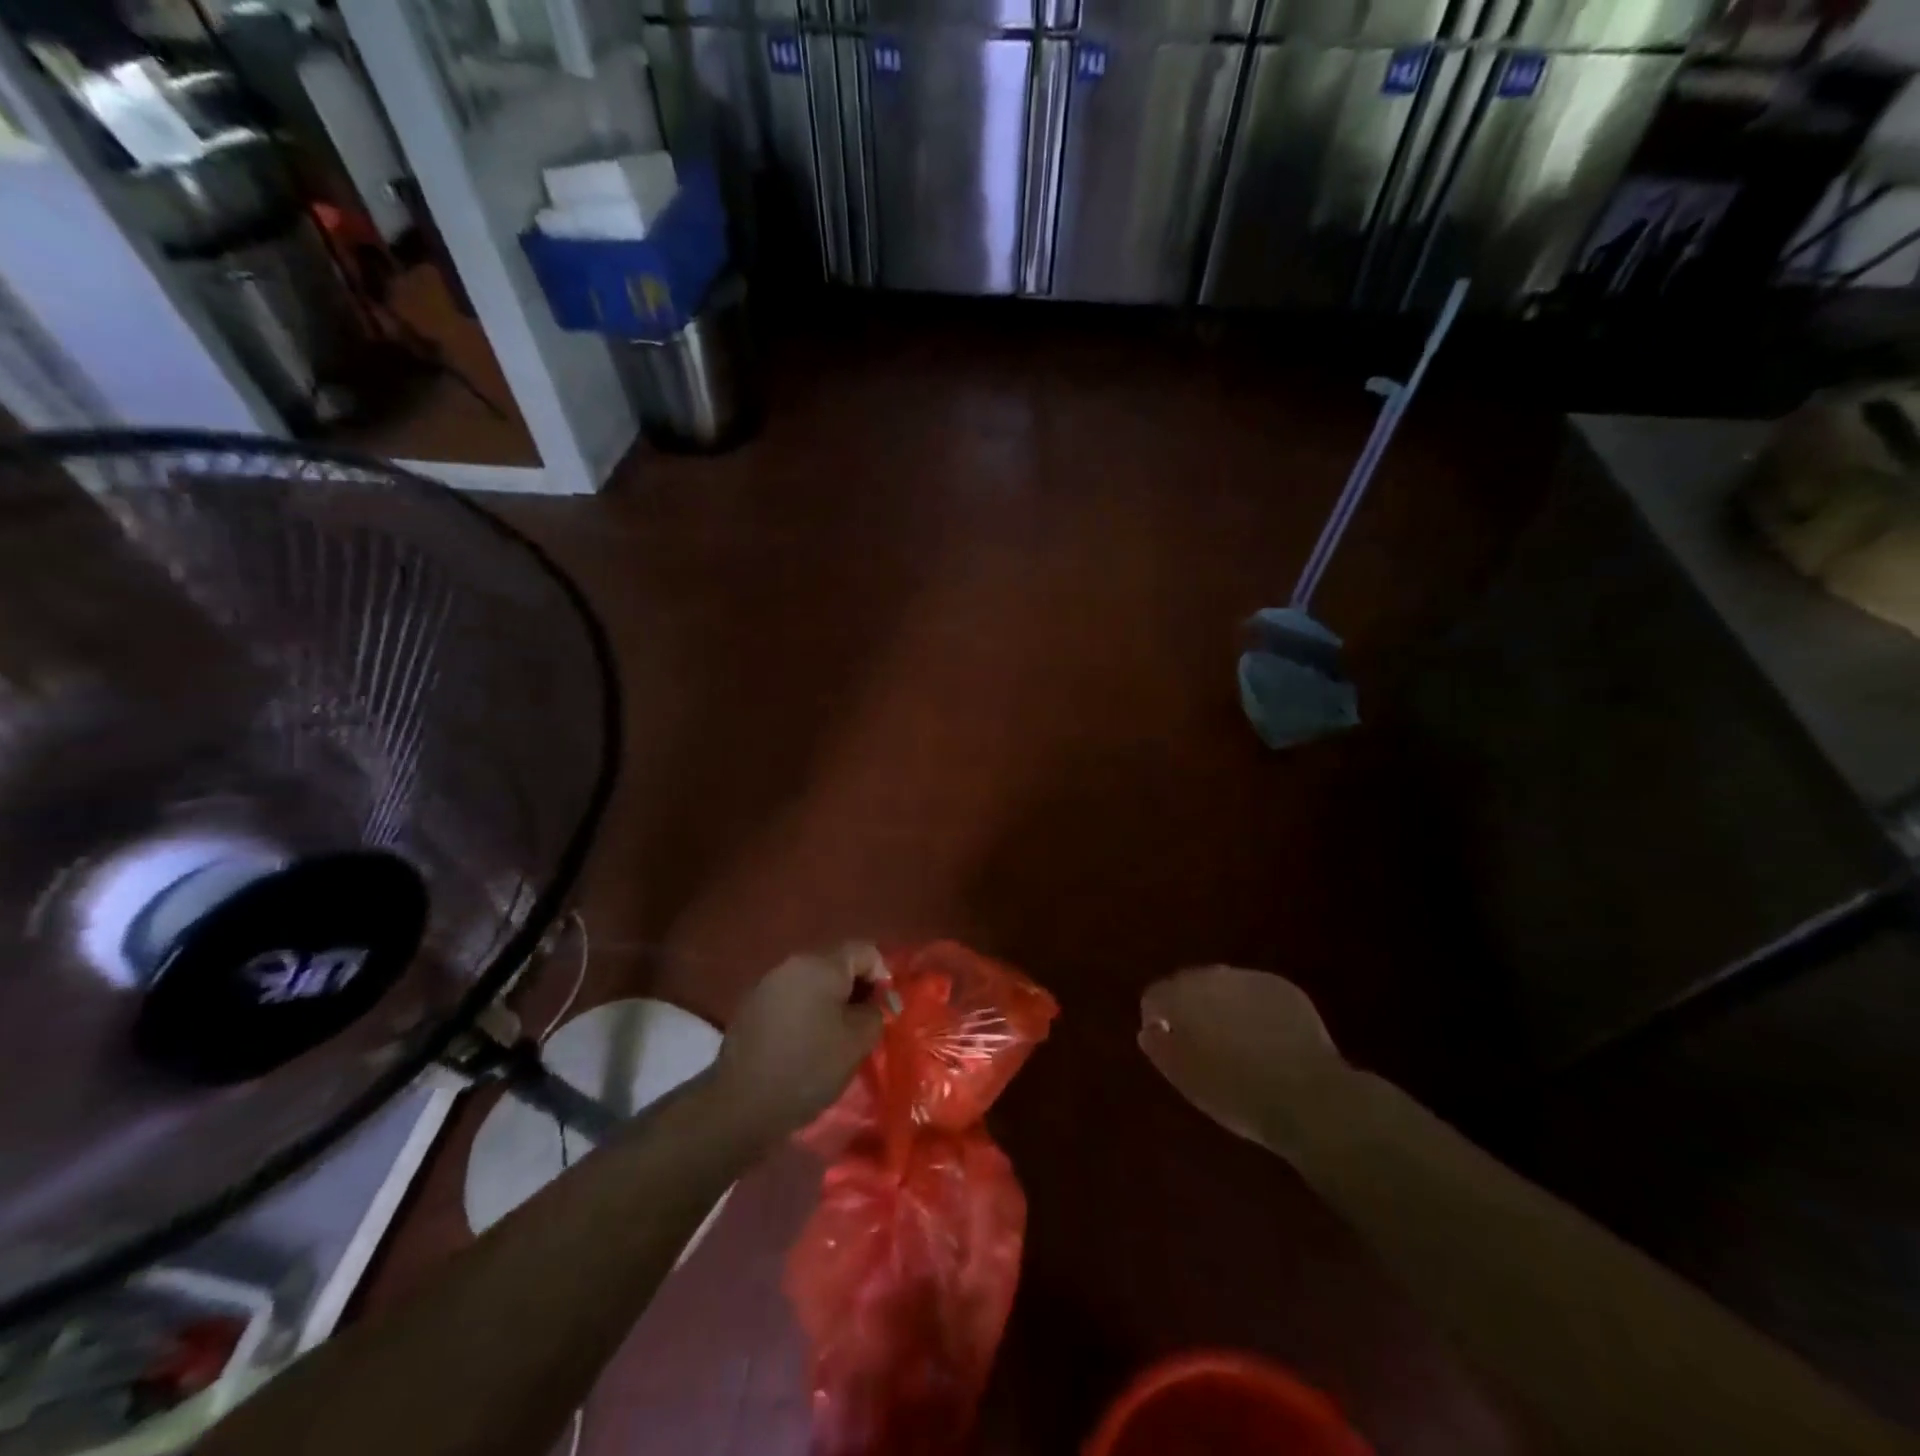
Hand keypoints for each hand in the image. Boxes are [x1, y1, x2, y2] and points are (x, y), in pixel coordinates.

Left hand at [712, 944, 885, 1142]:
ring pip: (813, 981)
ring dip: (831, 1001)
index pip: (864, 951)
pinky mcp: (752, 1005)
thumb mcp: (857, 1042)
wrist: (740, 1104)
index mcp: (821, 964)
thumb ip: (876, 1012)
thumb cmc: (808, 1067)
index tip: (885, 1009)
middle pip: (837, 963)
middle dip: (857, 989)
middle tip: (866, 1024)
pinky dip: (807, 1011)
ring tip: (838, 1035)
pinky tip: (807, 1041)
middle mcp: (793, 963)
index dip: (883, 975)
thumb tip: (878, 1001)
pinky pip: (792, 997)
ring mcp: (768, 982)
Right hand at [1139, 966, 1348, 1154]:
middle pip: (1189, 983)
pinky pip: (1255, 992)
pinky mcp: (1284, 989)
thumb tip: (1149, 1029)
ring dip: (1220, 1003)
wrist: (1310, 1098)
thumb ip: (1161, 1049)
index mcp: (1183, 997)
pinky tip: (1264, 1036)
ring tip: (1233, 1038)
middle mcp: (1214, 977)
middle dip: (1188, 1005)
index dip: (1155, 1016)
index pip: (1156, 994)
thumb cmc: (1238, 1094)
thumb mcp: (1187, 1080)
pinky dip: (1252, 1007)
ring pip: (1224, 985)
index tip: (1165, 1041)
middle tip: (1198, 1040)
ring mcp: (1252, 979)